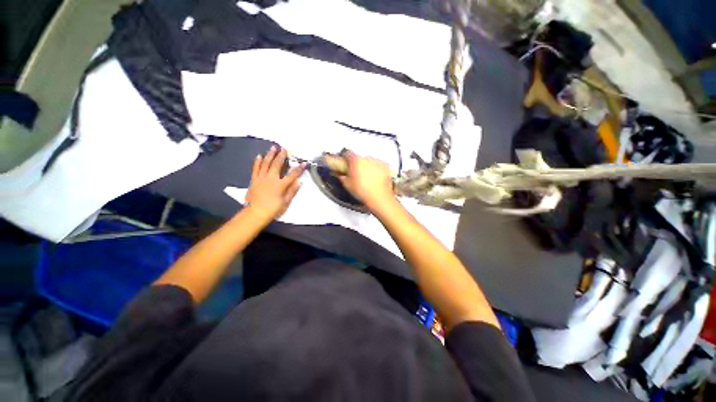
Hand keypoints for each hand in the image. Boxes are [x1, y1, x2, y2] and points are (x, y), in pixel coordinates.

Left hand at [245, 146, 304, 221]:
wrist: (255, 212)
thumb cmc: (273, 208)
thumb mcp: (286, 202)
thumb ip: (292, 191)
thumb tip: (299, 182)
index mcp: (281, 184)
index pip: (292, 174)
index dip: (299, 168)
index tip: (304, 163)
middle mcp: (271, 178)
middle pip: (277, 164)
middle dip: (282, 156)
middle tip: (284, 148)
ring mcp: (261, 178)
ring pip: (266, 163)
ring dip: (270, 155)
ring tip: (273, 147)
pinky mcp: (254, 179)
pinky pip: (256, 168)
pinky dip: (258, 161)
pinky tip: (259, 156)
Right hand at [338, 150, 394, 208]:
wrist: (379, 197)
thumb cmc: (364, 191)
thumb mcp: (348, 185)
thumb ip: (342, 177)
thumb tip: (340, 175)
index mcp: (356, 161)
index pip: (347, 153)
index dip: (345, 158)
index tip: (345, 162)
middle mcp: (367, 158)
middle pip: (359, 158)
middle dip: (357, 164)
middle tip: (356, 174)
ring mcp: (377, 162)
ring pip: (369, 161)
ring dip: (367, 166)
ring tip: (367, 178)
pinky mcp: (385, 166)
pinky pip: (379, 165)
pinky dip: (377, 169)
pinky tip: (375, 178)